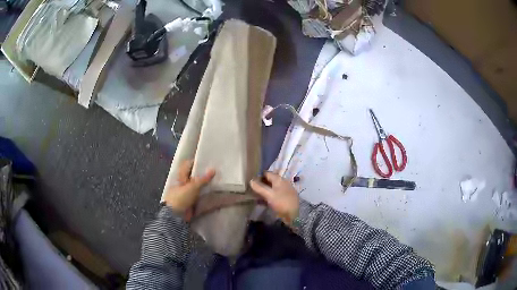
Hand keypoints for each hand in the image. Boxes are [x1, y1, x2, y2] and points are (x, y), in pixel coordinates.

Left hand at [164, 160, 214, 219]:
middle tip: (216, 169)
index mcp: (181, 177)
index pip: (188, 165)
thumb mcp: (192, 187)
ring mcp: (188, 193)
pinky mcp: (192, 201)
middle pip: (194, 175)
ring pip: (199, 186)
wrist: (176, 216)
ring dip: (207, 184)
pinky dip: (208, 194)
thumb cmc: (181, 198)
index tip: (207, 159)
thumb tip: (213, 169)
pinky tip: (215, 192)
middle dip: (204, 173)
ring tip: (218, 179)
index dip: (196, 161)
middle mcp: (184, 183)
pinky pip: (201, 196)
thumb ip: (203, 179)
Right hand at [250, 172, 298, 224]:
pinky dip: (269, 195)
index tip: (251, 181)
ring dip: (265, 190)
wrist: (294, 214)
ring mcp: (285, 189)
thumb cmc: (281, 202)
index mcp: (279, 179)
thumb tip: (251, 180)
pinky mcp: (285, 197)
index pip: (267, 173)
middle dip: (261, 183)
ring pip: (272, 187)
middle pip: (270, 180)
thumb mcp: (269, 195)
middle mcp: (283, 182)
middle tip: (253, 188)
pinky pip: (275, 193)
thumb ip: (259, 187)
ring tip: (256, 195)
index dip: (259, 176)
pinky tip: (264, 200)